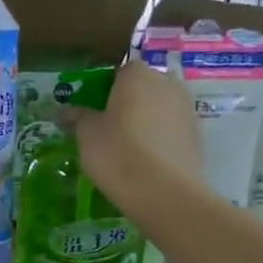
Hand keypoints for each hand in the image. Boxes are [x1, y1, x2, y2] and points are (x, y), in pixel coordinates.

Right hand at [70, 54, 205, 210]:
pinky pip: (171, 127)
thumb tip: (65, 111)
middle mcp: (167, 83)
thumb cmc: (118, 153)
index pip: (119, 70)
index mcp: (137, 75)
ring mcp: (187, 108)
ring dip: (146, 118)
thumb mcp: (87, 135)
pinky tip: (145, 158)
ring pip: (159, 106)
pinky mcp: (197, 134)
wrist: (165, 192)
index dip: (105, 87)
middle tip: (108, 125)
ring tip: (127, 145)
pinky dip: (159, 136)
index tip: (93, 108)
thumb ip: (77, 117)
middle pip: (143, 86)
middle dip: (128, 100)